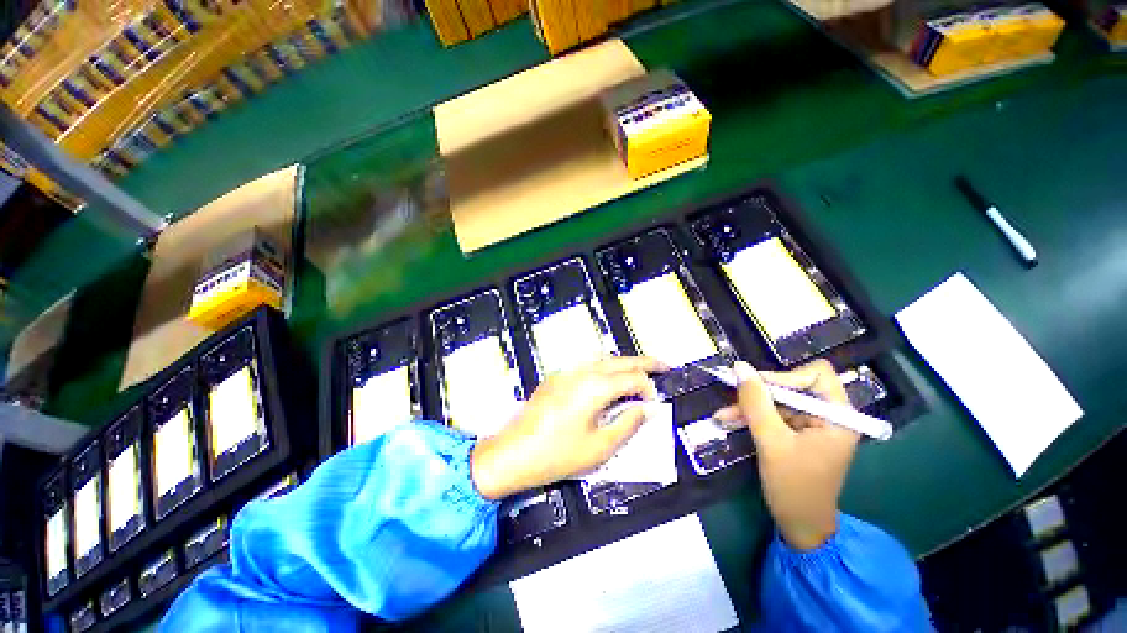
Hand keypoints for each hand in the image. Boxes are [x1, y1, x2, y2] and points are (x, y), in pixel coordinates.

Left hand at [470, 356, 665, 500]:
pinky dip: (604, 369)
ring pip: (602, 359)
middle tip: (663, 365)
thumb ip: (627, 424)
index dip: (648, 387)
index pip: (631, 378)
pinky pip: (587, 366)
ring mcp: (566, 372)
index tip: (655, 402)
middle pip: (619, 360)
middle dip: (643, 362)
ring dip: (623, 363)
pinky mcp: (555, 377)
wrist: (513, 453)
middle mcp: (581, 371)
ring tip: (639, 371)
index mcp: (594, 386)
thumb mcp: (600, 447)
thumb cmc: (558, 454)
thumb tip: (647, 409)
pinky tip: (609, 380)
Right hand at [714, 359, 857, 550]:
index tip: (756, 387)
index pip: (816, 375)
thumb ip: (756, 402)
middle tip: (732, 399)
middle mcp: (829, 415)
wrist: (800, 526)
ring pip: (778, 400)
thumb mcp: (771, 441)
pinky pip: (773, 414)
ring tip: (723, 415)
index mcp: (838, 416)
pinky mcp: (799, 433)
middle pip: (793, 386)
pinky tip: (730, 420)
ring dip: (750, 407)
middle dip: (759, 394)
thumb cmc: (794, 487)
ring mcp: (813, 424)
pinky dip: (752, 417)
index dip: (785, 376)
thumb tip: (739, 367)